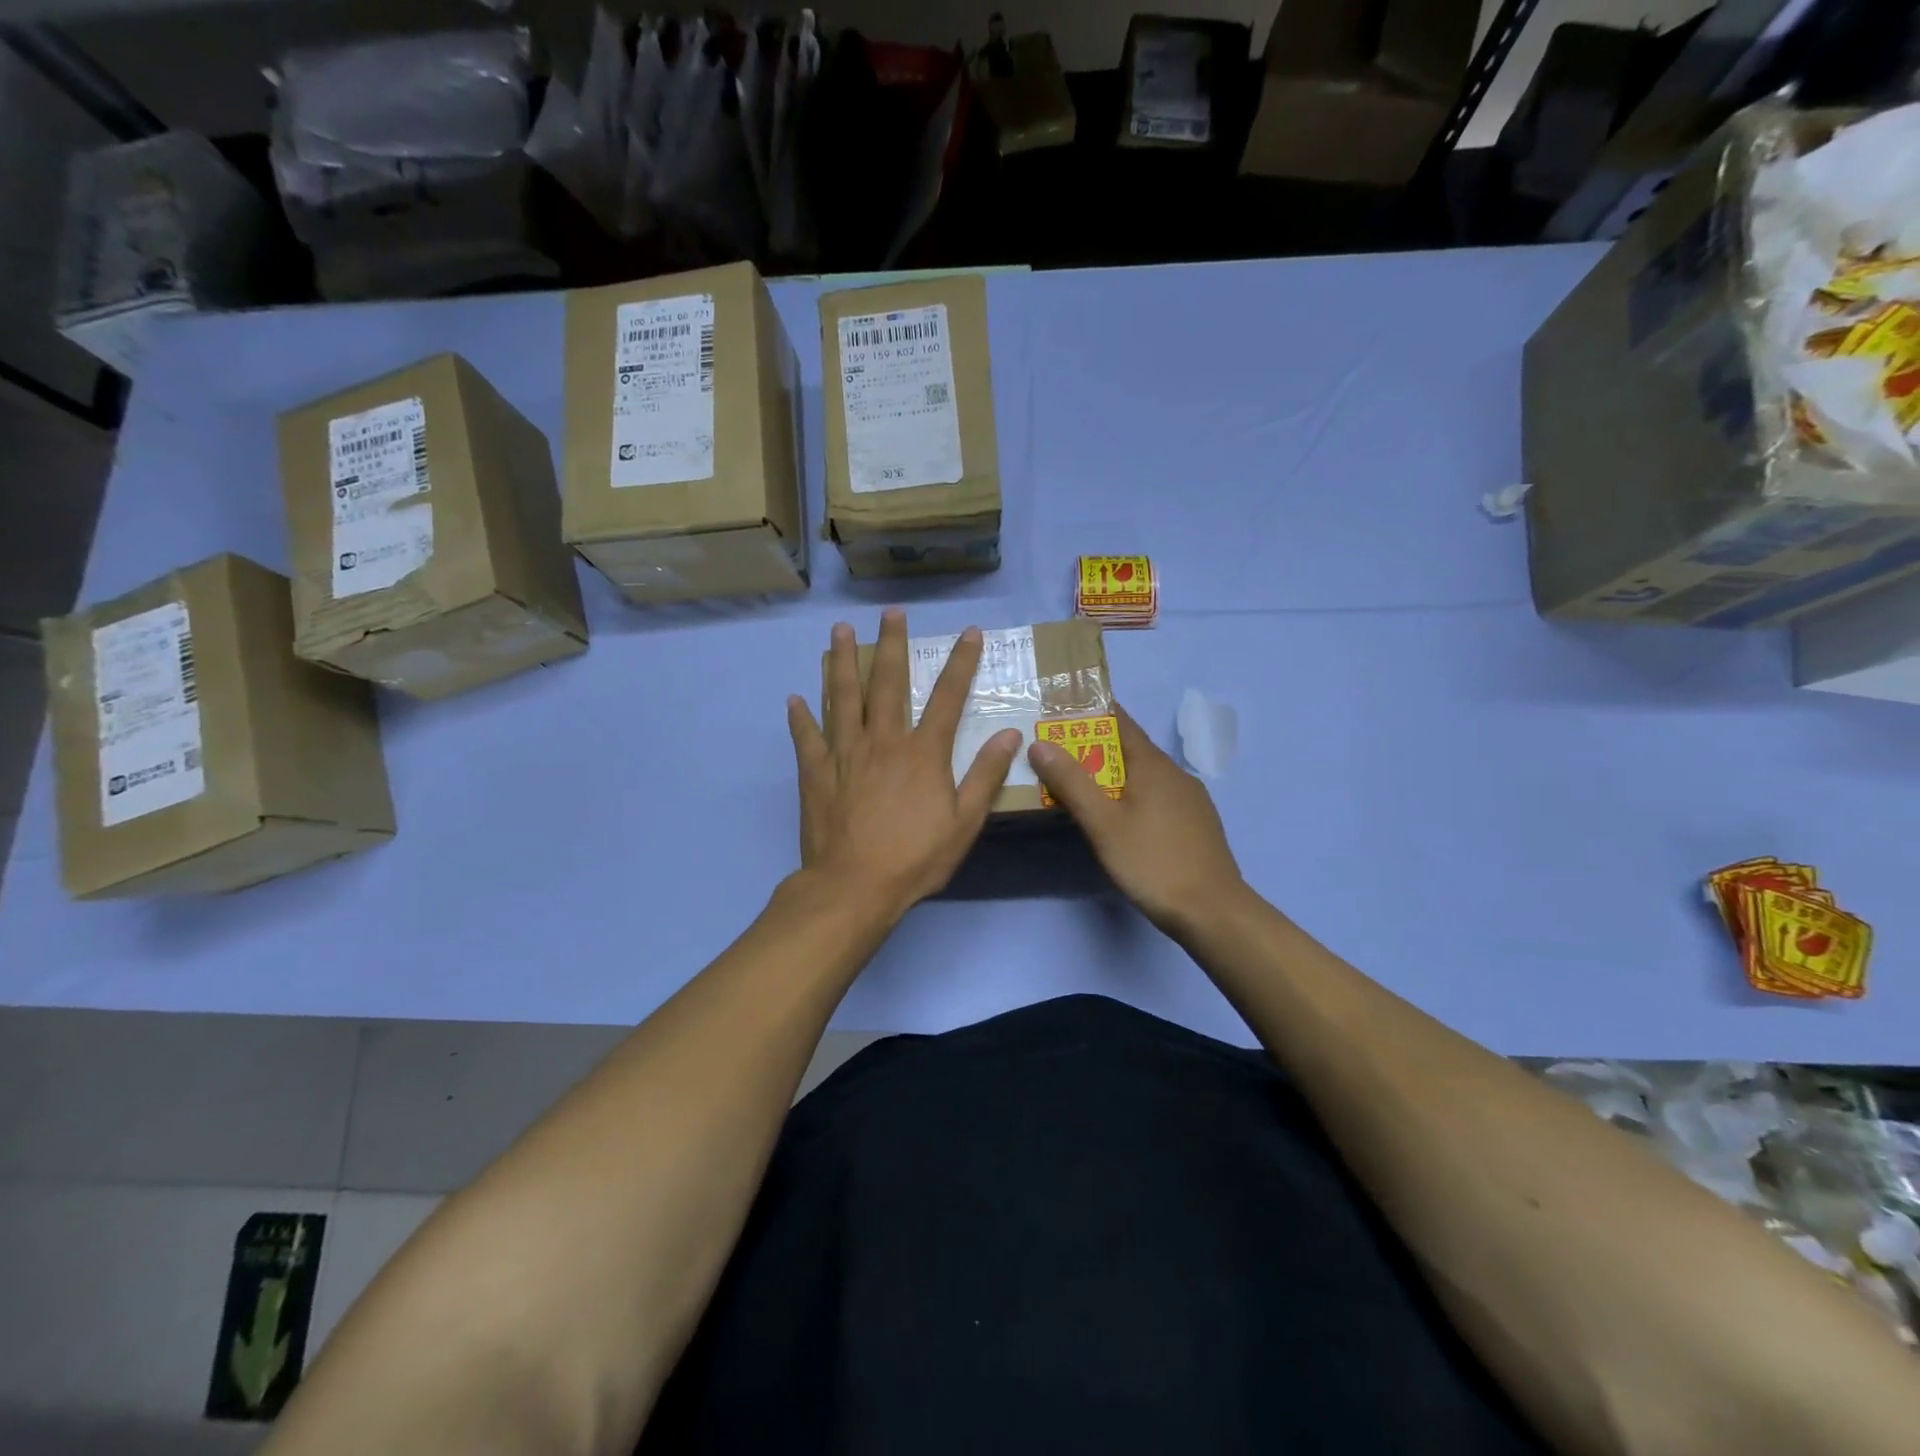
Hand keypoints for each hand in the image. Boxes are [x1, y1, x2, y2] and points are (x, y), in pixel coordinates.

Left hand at [787, 609, 1021, 918]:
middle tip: (890, 613)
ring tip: (838, 631)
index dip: (961, 663)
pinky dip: (801, 716)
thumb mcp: (964, 823)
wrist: (854, 886)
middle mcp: (883, 741)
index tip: (969, 633)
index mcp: (922, 753)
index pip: (947, 697)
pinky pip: (806, 737)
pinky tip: (794, 698)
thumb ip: (985, 775)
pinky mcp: (815, 772)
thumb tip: (1010, 734)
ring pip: (842, 697)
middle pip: (887, 683)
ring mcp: (844, 753)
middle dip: (891, 645)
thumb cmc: (915, 858)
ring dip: (840, 662)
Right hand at [1029, 704, 1246, 938]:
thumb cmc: (1153, 862)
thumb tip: (1040, 743)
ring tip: (1079, 785)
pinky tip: (1119, 817)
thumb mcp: (1103, 823)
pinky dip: (1132, 795)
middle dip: (1094, 747)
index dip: (1091, 711)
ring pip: (1144, 775)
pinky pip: (1157, 796)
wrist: (1213, 911)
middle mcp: (1175, 773)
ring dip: (1112, 774)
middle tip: (1056, 753)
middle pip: (1129, 749)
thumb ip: (1071, 782)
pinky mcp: (1195, 823)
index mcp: (1153, 764)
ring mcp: (1190, 799)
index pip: (1120, 721)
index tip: (1060, 710)